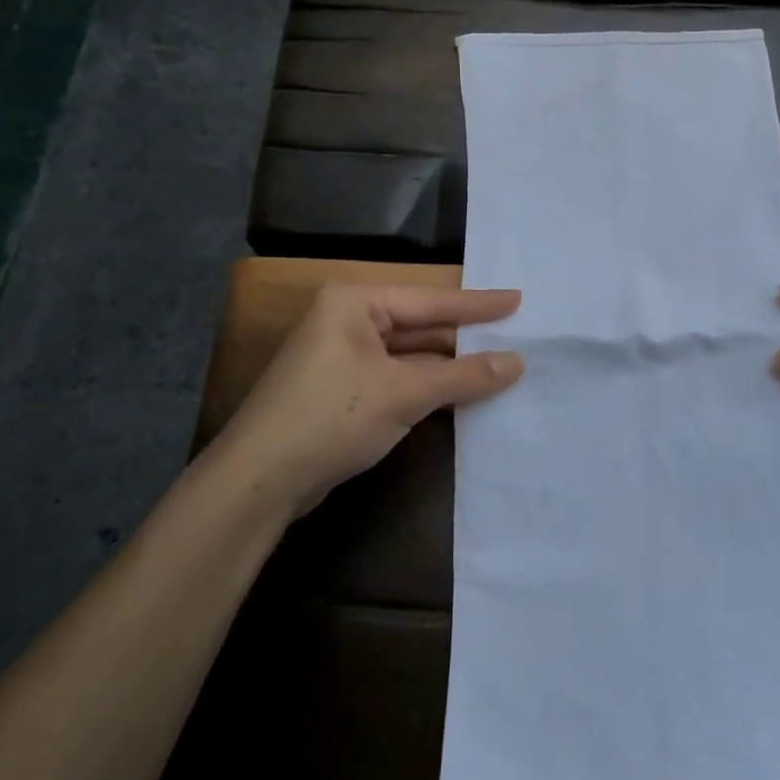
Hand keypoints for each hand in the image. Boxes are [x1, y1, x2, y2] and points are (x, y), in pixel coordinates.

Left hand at [207, 283, 524, 517]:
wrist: (261, 479)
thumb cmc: (332, 417)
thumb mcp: (404, 393)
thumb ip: (463, 376)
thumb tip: (518, 363)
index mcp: (355, 303)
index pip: (430, 300)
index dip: (478, 304)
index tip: (518, 300)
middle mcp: (348, 321)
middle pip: (420, 326)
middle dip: (465, 338)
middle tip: (516, 337)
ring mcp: (343, 358)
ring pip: (410, 356)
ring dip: (450, 367)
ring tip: (502, 365)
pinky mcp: (344, 391)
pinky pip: (397, 379)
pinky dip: (429, 387)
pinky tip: (464, 393)